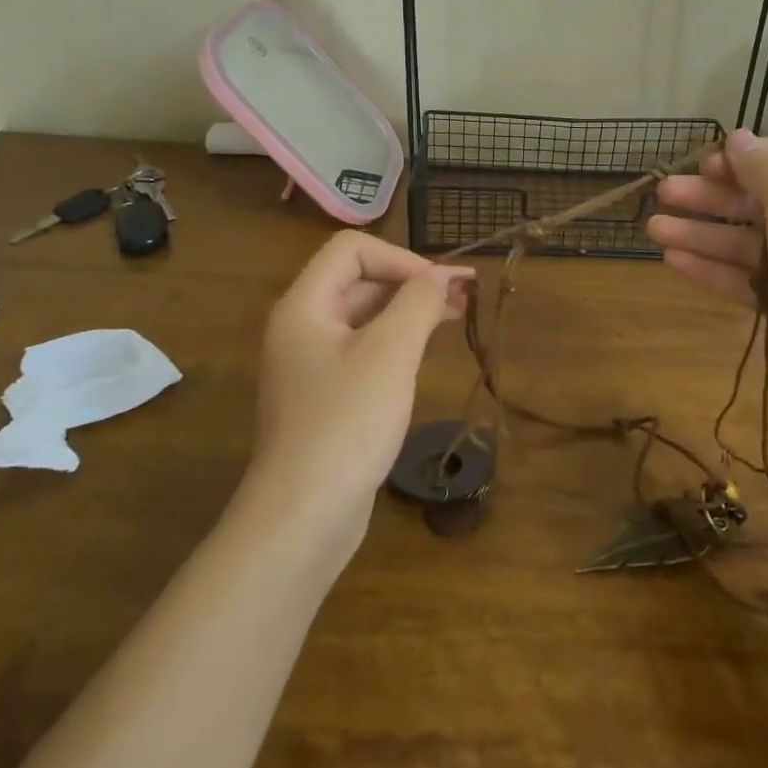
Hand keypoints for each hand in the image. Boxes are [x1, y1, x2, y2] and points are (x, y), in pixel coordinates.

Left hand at [245, 232, 472, 551]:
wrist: (303, 518)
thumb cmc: (347, 423)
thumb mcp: (390, 353)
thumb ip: (417, 303)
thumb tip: (440, 275)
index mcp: (304, 305)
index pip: (352, 249)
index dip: (400, 257)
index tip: (440, 286)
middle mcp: (302, 326)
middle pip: (358, 279)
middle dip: (411, 281)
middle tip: (464, 294)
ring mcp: (311, 363)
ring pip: (364, 316)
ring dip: (409, 309)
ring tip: (457, 314)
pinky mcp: (325, 395)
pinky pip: (362, 349)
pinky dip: (396, 340)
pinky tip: (424, 350)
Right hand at [647, 129, 767, 390]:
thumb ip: (763, 168)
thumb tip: (738, 138)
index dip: (743, 158)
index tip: (705, 163)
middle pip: (757, 200)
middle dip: (709, 195)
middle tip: (664, 193)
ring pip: (744, 241)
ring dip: (700, 232)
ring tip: (654, 228)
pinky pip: (745, 278)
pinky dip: (711, 268)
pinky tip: (673, 260)